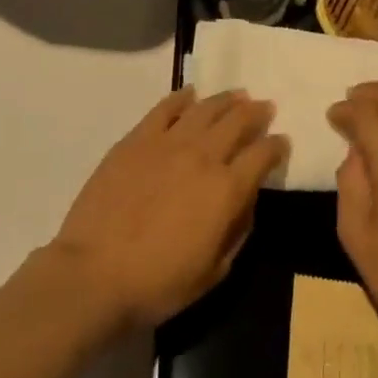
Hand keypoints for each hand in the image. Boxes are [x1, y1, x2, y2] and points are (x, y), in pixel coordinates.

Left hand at [47, 89, 286, 330]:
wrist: (95, 272)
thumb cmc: (158, 283)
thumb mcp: (214, 271)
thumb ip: (237, 230)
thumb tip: (246, 200)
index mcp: (227, 190)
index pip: (262, 155)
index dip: (276, 146)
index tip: (282, 142)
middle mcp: (203, 156)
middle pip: (237, 121)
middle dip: (256, 112)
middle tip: (264, 107)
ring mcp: (167, 142)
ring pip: (205, 108)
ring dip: (226, 99)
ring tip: (237, 95)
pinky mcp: (136, 139)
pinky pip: (165, 108)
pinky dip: (182, 98)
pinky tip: (190, 94)